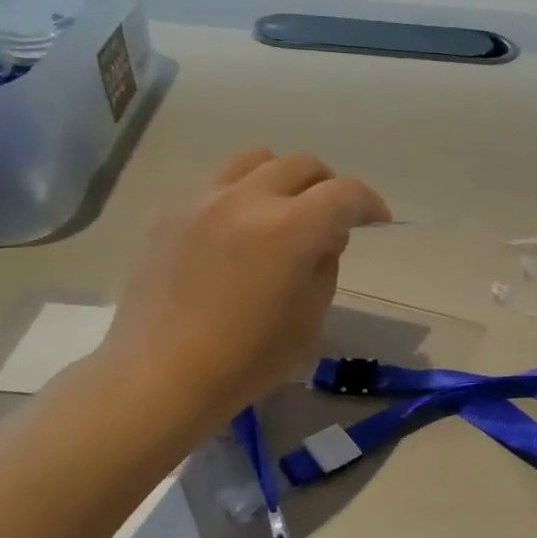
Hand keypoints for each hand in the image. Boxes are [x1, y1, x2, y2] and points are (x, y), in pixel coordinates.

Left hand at [91, 148, 388, 444]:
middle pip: (302, 165)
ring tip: (283, 212)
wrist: (158, 377)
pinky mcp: (169, 212)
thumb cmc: (245, 360)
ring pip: (257, 160)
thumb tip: (324, 237)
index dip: (370, 204)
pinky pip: (217, 182)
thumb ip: (325, 265)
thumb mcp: (310, 318)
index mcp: (289, 229)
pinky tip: (237, 230)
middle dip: (329, 187)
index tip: (377, 221)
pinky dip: (242, 194)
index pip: (345, 194)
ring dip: (283, 179)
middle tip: (331, 219)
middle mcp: (246, 199)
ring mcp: (202, 200)